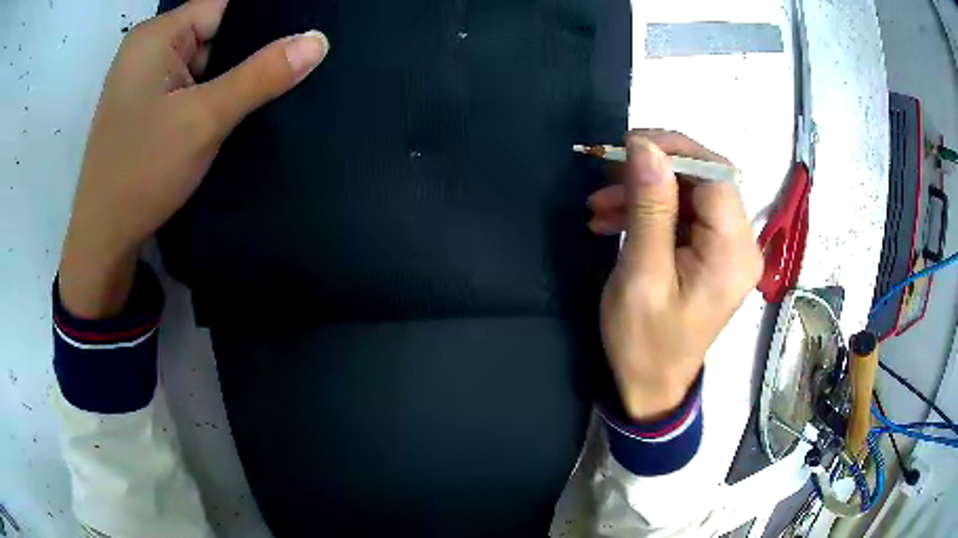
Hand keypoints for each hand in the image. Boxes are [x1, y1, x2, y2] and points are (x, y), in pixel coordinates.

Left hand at [58, 0, 328, 318]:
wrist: (104, 240)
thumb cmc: (142, 173)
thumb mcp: (204, 120)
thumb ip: (261, 75)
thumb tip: (319, 39)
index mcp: (156, 35)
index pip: (223, 5)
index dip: (262, 19)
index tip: (298, 35)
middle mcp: (148, 47)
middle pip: (214, 31)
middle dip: (246, 51)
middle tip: (287, 69)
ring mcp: (144, 77)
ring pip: (203, 60)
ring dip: (229, 77)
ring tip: (261, 93)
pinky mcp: (145, 103)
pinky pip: (189, 84)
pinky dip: (211, 94)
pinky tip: (229, 112)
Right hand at [589, 130, 762, 419]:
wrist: (650, 387)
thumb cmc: (644, 343)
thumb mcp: (641, 274)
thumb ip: (649, 207)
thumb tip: (645, 147)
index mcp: (733, 251)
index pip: (715, 175)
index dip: (674, 150)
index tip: (626, 145)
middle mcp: (741, 244)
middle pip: (705, 179)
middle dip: (655, 169)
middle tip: (607, 171)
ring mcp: (727, 249)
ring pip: (690, 194)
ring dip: (645, 190)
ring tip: (599, 204)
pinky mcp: (711, 254)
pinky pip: (683, 215)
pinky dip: (649, 209)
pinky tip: (613, 219)